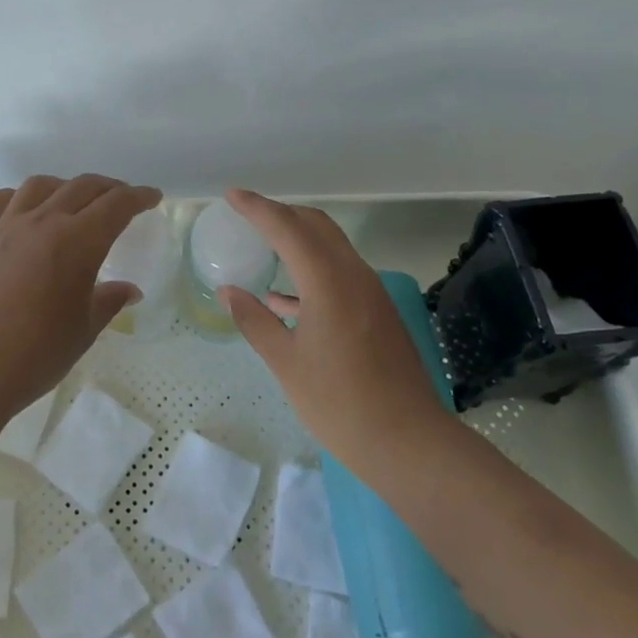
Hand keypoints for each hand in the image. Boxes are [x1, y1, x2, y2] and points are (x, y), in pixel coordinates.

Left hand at [0, 174, 162, 420]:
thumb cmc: (34, 356)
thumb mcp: (83, 331)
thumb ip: (108, 302)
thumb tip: (130, 290)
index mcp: (78, 241)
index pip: (116, 205)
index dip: (138, 197)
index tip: (151, 197)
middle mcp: (42, 222)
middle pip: (81, 187)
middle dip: (107, 188)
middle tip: (120, 198)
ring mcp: (3, 227)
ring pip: (38, 186)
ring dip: (62, 186)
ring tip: (71, 199)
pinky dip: (12, 197)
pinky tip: (18, 208)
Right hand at [218, 188, 454, 470]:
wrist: (409, 442)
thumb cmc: (339, 403)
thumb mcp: (286, 362)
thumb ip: (254, 320)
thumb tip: (228, 291)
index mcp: (328, 281)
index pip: (287, 228)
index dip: (257, 208)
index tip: (231, 195)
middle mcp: (354, 275)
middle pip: (316, 225)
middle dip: (281, 214)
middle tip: (248, 214)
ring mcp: (371, 293)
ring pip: (331, 247)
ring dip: (298, 239)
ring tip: (264, 246)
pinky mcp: (379, 312)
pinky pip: (340, 274)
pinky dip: (312, 271)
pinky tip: (285, 298)